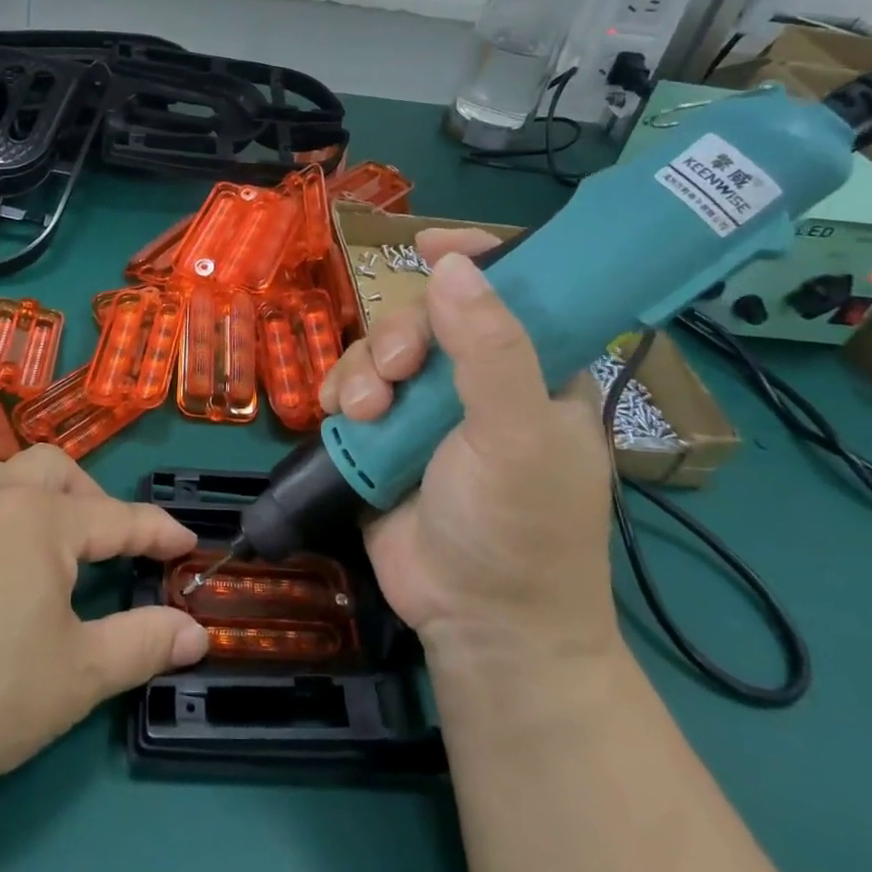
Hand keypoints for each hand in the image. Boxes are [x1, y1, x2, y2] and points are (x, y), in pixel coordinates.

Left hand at [0, 447, 208, 871]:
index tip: (187, 543)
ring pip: (6, 474)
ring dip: (42, 493)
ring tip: (55, 538)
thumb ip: (145, 643)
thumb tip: (196, 632)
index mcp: (41, 519)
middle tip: (110, 542)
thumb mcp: (82, 673)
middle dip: (93, 496)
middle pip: (55, 469)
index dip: (158, 531)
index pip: (117, 518)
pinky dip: (0, 511)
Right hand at [320, 230, 619, 670]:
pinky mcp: (384, 435)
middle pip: (427, 315)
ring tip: (364, 412)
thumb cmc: (520, 530)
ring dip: (362, 369)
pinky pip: (350, 385)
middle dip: (399, 335)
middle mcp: (478, 379)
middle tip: (395, 375)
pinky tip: (337, 415)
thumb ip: (490, 351)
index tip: (430, 245)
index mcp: (534, 369)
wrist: (478, 626)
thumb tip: (451, 264)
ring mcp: (427, 408)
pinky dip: (338, 391)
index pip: (512, 290)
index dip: (474, 259)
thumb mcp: (517, 437)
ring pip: (380, 347)